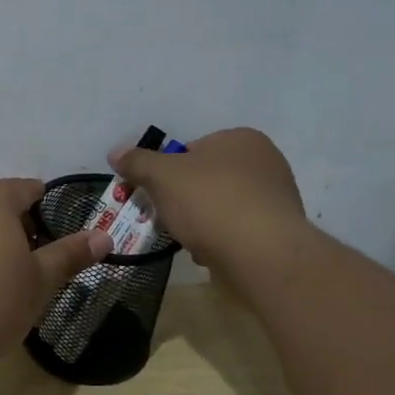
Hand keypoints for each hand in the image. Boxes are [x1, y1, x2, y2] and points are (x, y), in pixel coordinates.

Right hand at [108, 128, 311, 282]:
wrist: (262, 255)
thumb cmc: (211, 203)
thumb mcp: (162, 176)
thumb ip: (137, 162)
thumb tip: (116, 153)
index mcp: (241, 138)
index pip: (191, 149)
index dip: (166, 172)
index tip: (154, 193)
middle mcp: (265, 162)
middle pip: (205, 179)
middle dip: (182, 200)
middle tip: (166, 218)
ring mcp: (276, 198)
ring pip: (219, 207)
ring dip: (200, 223)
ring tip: (189, 240)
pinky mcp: (278, 232)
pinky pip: (237, 231)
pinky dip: (221, 241)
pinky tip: (211, 254)